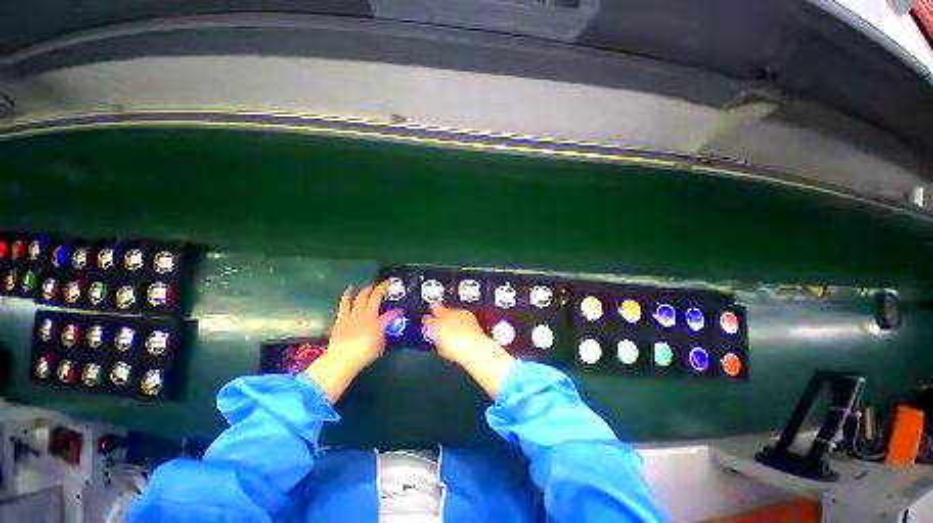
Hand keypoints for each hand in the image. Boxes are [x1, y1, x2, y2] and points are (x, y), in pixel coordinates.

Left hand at [327, 281, 401, 369]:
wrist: (341, 359)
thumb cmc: (364, 355)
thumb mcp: (380, 347)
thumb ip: (383, 335)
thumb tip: (383, 330)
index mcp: (379, 324)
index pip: (392, 314)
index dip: (398, 311)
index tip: (401, 310)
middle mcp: (367, 315)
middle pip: (376, 297)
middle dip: (383, 288)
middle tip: (387, 283)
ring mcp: (354, 315)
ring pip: (361, 297)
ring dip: (367, 289)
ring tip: (371, 285)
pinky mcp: (342, 318)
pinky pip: (344, 303)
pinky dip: (347, 295)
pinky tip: (350, 288)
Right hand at [421, 303, 491, 363]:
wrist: (474, 346)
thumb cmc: (456, 351)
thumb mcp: (442, 349)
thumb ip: (437, 340)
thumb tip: (437, 338)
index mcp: (435, 325)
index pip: (426, 318)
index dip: (426, 321)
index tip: (428, 323)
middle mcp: (444, 316)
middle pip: (435, 306)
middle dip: (434, 308)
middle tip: (435, 312)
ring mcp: (456, 312)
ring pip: (449, 309)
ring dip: (449, 314)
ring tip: (452, 322)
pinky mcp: (466, 312)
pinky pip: (460, 312)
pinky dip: (459, 316)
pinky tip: (463, 324)